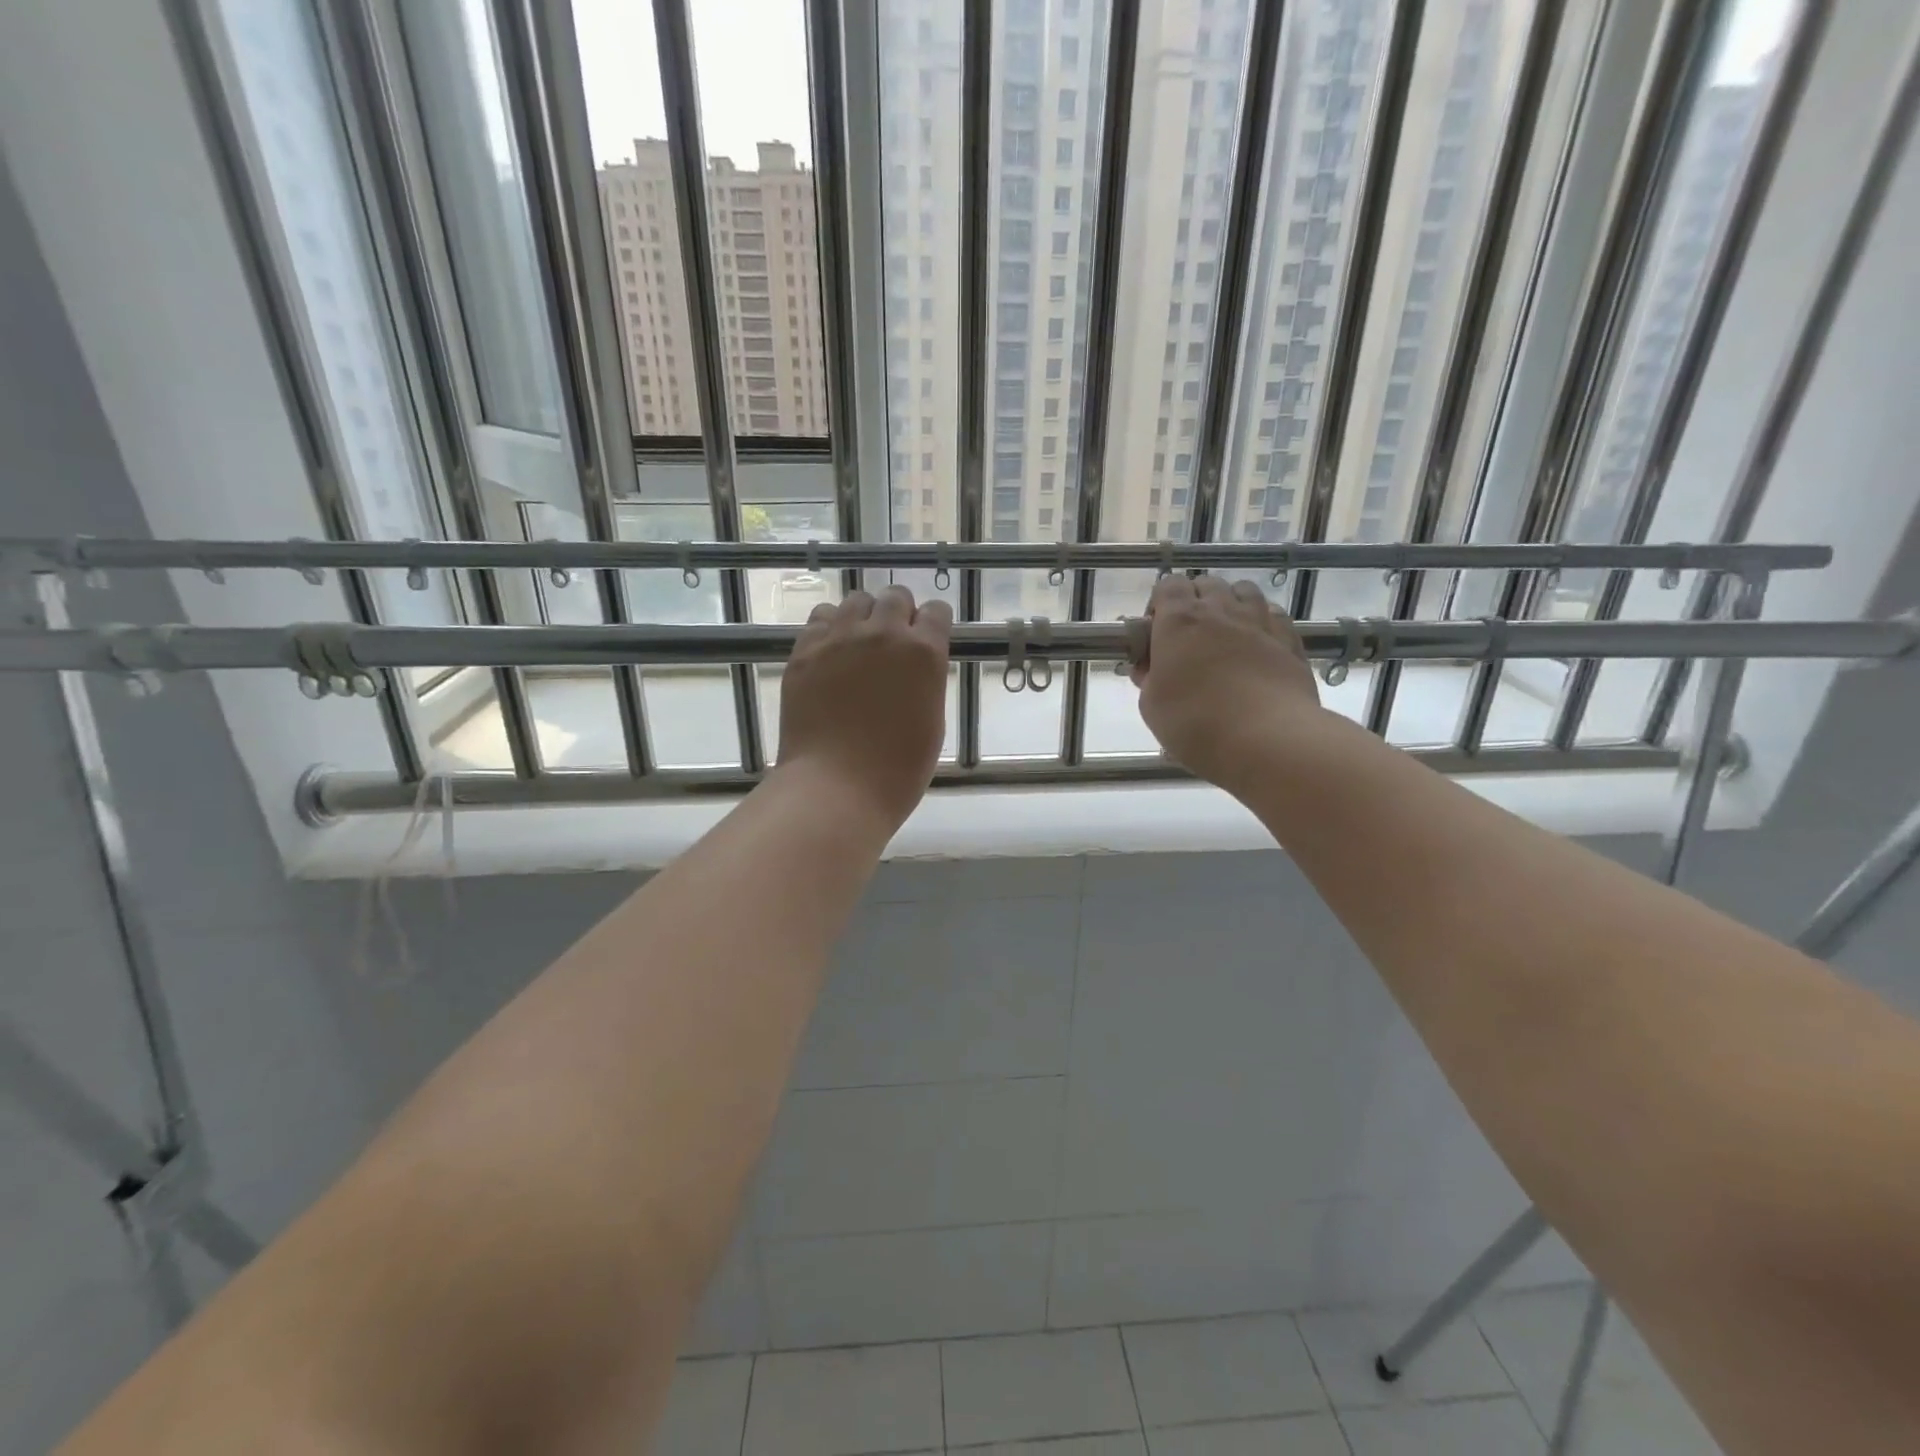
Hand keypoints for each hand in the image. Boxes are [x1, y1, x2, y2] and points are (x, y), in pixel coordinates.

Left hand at [778, 585, 951, 826]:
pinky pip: (820, 618)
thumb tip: (914, 667)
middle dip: (899, 615)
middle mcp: (884, 633)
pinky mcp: (805, 650)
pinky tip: (831, 652)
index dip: (933, 625)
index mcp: (924, 653)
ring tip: (859, 645)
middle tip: (893, 645)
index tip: (927, 640)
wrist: (836, 787)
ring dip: (864, 617)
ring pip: (856, 601)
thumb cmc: (897, 769)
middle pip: (895, 597)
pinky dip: (830, 628)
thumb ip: (926, 681)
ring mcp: (840, 638)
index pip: (936, 612)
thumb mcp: (932, 722)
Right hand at [1132, 574, 1319, 789]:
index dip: (1160, 603)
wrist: (1266, 739)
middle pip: (1206, 583)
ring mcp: (1260, 622)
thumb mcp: (1151, 705)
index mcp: (1180, 621)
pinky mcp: (1289, 640)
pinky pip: (1274, 614)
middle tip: (1189, 636)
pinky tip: (1258, 643)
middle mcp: (1220, 610)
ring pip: (1245, 591)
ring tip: (1226, 633)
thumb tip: (1152, 668)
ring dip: (1231, 603)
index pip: (1168, 585)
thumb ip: (1149, 678)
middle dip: (1195, 601)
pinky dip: (1262, 620)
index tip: (1156, 631)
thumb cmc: (1195, 722)